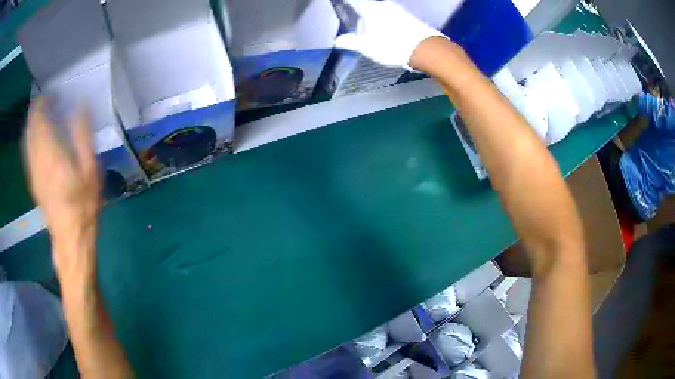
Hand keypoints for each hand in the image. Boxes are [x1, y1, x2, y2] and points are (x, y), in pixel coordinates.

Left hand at [24, 98, 100, 278]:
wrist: (70, 237)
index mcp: (52, 153)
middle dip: (36, 111)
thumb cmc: (83, 204)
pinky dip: (29, 138)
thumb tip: (81, 106)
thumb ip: (83, 136)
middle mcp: (38, 159)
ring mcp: (33, 171)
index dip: (44, 103)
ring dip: (31, 123)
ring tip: (38, 113)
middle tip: (44, 99)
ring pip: (27, 139)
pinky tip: (33, 136)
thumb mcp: (90, 169)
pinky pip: (27, 153)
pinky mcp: (32, 180)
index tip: (52, 93)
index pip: (42, 119)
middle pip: (31, 128)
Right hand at [334, 0, 444, 68]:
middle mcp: (383, 5)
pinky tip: (390, 35)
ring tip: (376, 35)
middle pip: (368, 7)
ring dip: (376, 21)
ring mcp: (398, 9)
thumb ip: (350, 42)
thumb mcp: (366, 47)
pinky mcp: (409, 16)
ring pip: (381, 12)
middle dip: (362, 16)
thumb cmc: (390, 46)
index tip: (343, 5)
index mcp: (369, 9)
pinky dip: (387, 23)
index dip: (346, 3)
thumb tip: (337, 41)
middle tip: (360, 30)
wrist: (424, 48)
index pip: (353, 1)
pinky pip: (392, 17)